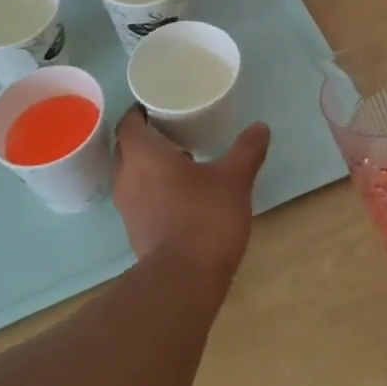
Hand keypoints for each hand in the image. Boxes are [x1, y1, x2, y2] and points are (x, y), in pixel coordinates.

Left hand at [111, 106, 270, 283]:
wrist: (184, 279)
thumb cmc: (204, 217)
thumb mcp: (234, 178)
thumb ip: (246, 150)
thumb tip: (260, 127)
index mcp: (142, 155)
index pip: (129, 122)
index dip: (141, 110)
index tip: (161, 106)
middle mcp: (126, 177)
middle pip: (126, 147)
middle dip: (146, 136)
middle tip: (175, 128)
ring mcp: (128, 207)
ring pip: (132, 174)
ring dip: (149, 164)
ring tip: (182, 158)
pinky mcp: (136, 231)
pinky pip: (139, 197)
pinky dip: (154, 188)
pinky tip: (182, 192)